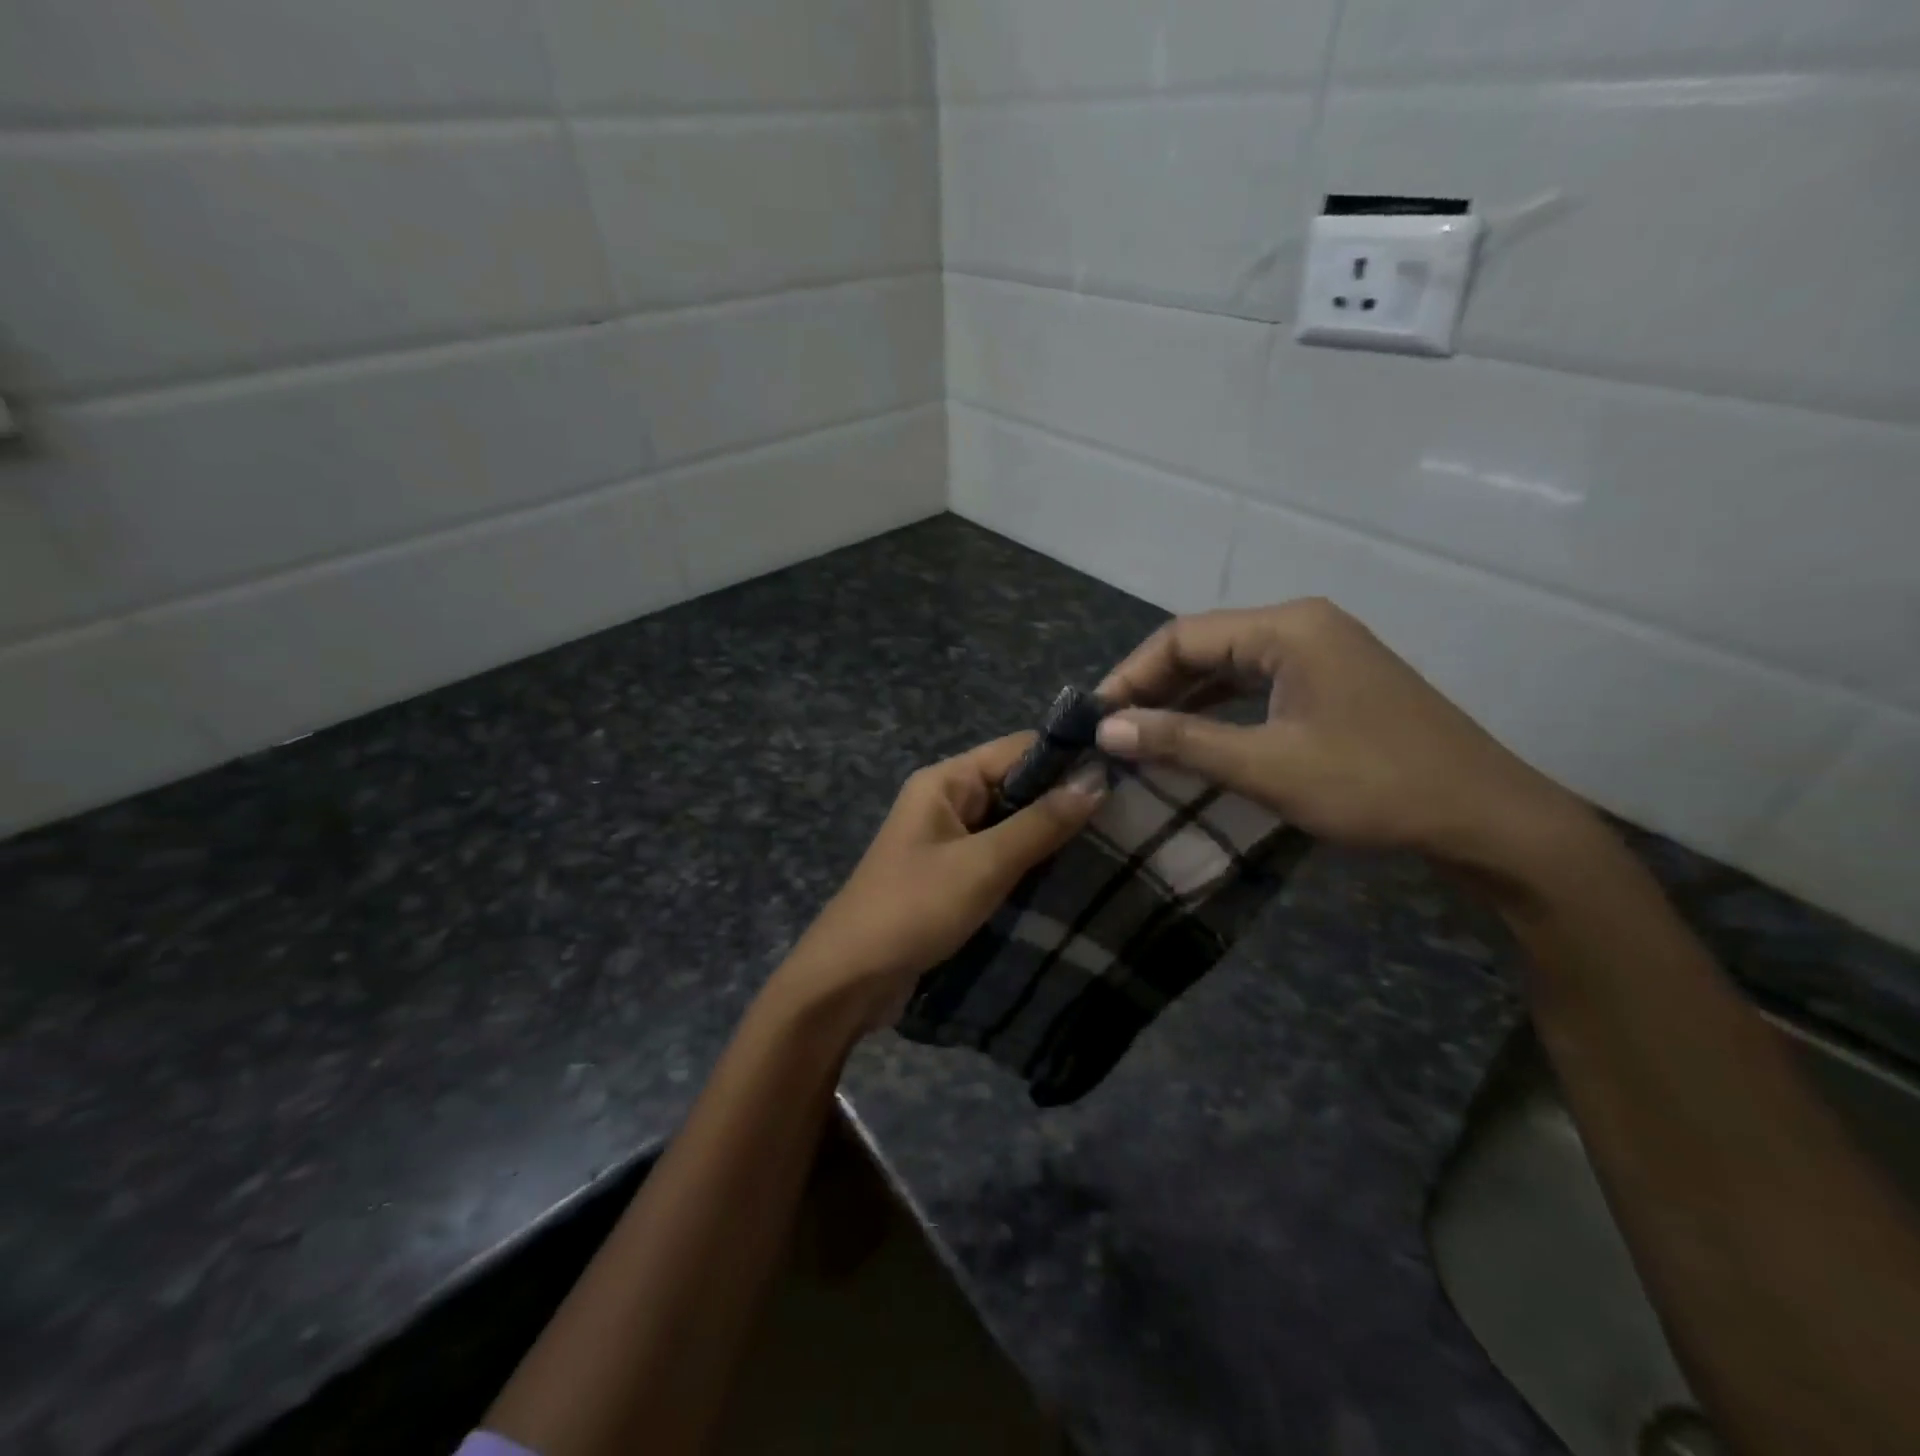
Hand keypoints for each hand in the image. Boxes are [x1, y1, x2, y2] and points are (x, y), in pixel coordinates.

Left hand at [775, 733, 1107, 1032]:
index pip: (1018, 749)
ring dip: (1051, 836)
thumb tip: (1097, 779)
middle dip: (1064, 801)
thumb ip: (1041, 823)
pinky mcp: (952, 877)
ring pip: (1011, 825)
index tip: (1125, 775)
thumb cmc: (914, 909)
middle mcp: (946, 801)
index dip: (1068, 759)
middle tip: (1129, 817)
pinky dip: (1031, 864)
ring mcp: (948, 841)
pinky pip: (999, 857)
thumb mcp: (983, 864)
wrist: (849, 980)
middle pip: (1016, 786)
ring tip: (1114, 846)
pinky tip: (1073, 876)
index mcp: (945, 781)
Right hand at [1094, 600, 1591, 875]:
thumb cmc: (1373, 786)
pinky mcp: (1333, 683)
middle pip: (1205, 645)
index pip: (1183, 636)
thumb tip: (1106, 727)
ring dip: (1183, 699)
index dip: (1130, 675)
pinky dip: (1218, 709)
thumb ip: (1182, 742)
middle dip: (1154, 686)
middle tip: (1111, 729)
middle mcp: (1302, 626)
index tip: (1094, 717)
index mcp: (1286, 629)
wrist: (1486, 819)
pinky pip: (1257, 685)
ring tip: (1139, 734)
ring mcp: (1322, 653)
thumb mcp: (1266, 766)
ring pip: (1229, 666)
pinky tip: (1193, 737)